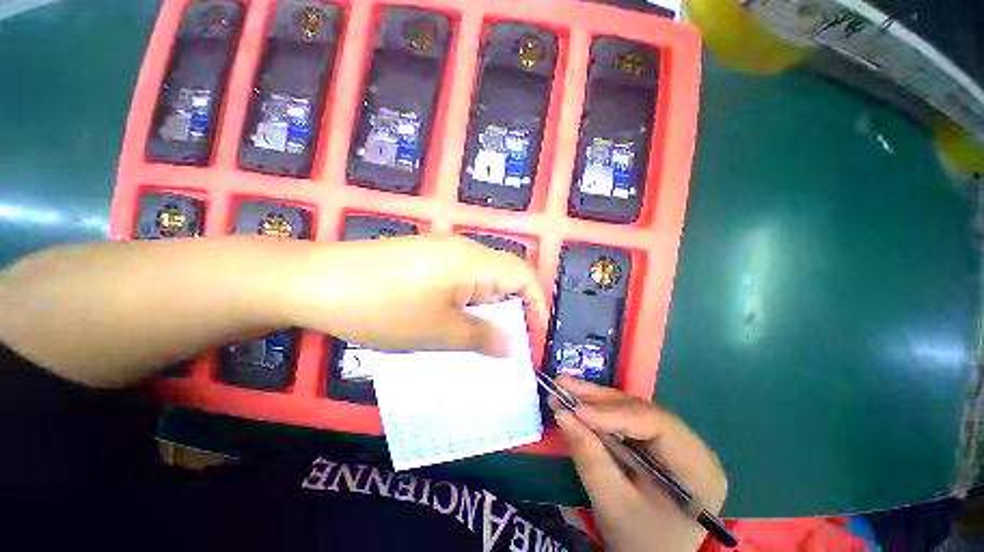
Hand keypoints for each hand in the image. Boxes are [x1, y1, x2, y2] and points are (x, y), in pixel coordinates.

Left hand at [288, 234, 547, 355]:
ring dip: (485, 310)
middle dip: (510, 312)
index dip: (537, 306)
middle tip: (503, 346)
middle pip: (503, 278)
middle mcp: (463, 250)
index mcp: (474, 261)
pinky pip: (458, 281)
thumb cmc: (384, 307)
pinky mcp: (424, 259)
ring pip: (480, 282)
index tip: (532, 338)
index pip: (525, 276)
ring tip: (476, 340)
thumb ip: (481, 337)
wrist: (316, 282)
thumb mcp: (439, 331)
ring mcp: (441, 252)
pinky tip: (449, 323)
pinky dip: (464, 304)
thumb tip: (512, 346)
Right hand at [553, 376, 727, 551]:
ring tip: (564, 385)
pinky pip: (624, 419)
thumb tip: (562, 413)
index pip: (657, 424)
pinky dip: (597, 411)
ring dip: (594, 399)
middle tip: (563, 384)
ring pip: (629, 409)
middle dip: (598, 399)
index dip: (614, 413)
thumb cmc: (639, 540)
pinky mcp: (654, 442)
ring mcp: (672, 441)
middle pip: (641, 411)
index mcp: (698, 467)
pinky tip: (577, 400)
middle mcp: (690, 445)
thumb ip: (589, 457)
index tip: (577, 410)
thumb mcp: (613, 504)